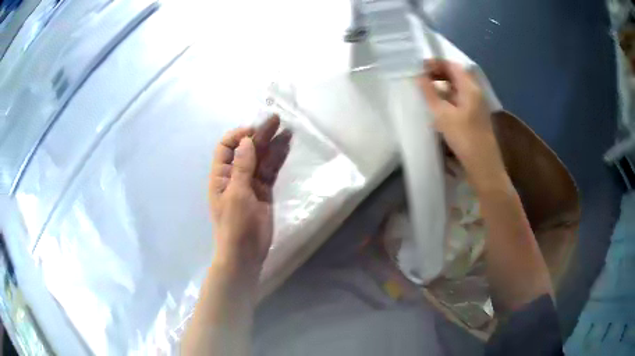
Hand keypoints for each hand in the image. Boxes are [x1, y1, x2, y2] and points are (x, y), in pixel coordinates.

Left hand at [209, 115, 291, 276]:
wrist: (245, 254)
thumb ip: (242, 167)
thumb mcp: (236, 195)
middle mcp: (234, 175)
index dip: (238, 136)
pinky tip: (286, 148)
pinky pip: (270, 172)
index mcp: (221, 175)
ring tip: (287, 130)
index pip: (226, 147)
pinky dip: (277, 160)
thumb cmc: (234, 225)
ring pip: (261, 159)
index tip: (254, 131)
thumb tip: (246, 141)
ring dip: (272, 145)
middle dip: (259, 135)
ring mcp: (250, 183)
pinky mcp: (264, 191)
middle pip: (246, 150)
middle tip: (276, 120)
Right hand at [417, 60, 505, 187]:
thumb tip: (419, 76)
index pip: (452, 66)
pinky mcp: (475, 116)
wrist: (483, 165)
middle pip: (456, 75)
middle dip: (438, 73)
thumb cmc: (464, 138)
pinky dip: (448, 96)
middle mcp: (475, 92)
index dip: (435, 63)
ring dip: (443, 85)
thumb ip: (430, 93)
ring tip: (427, 90)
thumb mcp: (443, 114)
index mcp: (470, 88)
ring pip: (458, 87)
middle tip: (421, 78)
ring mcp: (477, 105)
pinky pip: (460, 98)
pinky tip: (439, 105)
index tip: (419, 67)